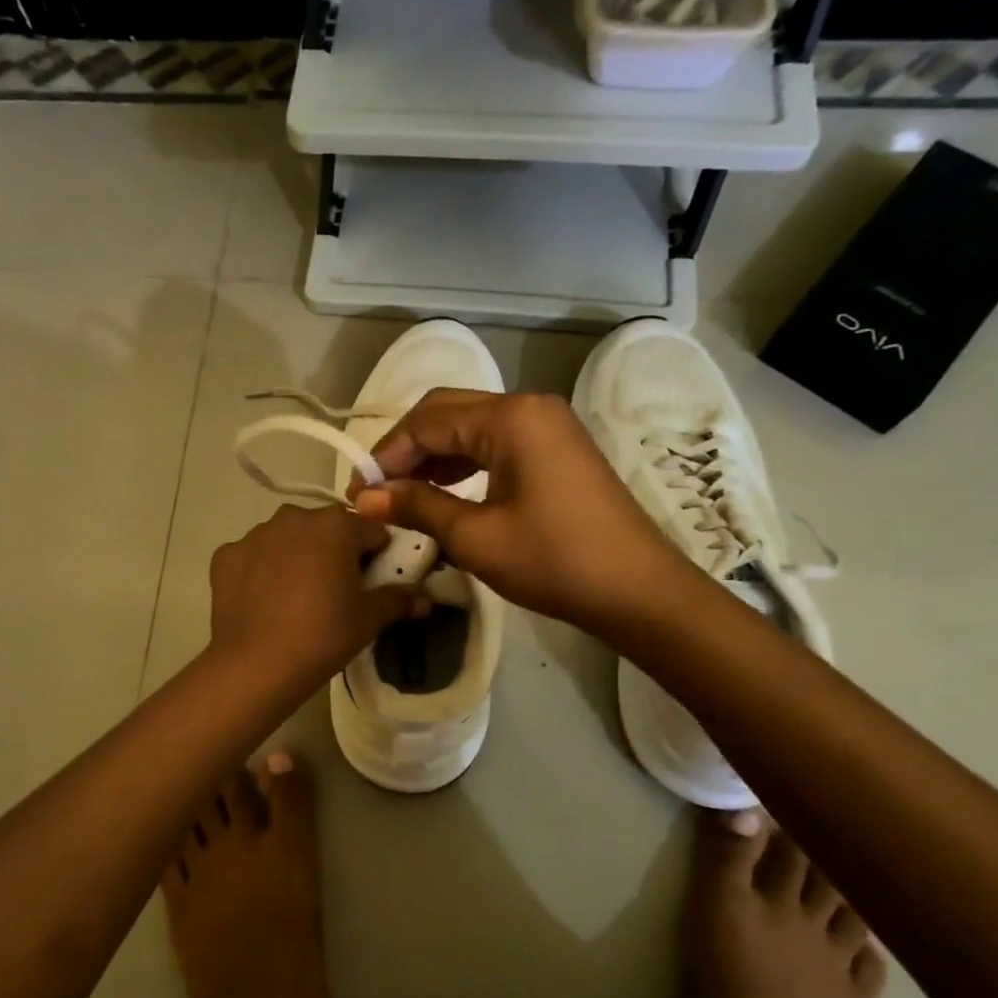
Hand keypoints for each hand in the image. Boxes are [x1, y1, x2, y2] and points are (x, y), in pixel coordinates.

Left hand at [208, 503, 418, 691]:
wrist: (256, 665)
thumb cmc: (323, 635)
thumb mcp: (369, 619)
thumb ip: (399, 599)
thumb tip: (424, 598)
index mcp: (336, 524)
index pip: (370, 531)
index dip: (377, 555)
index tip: (373, 581)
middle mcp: (294, 517)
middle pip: (326, 530)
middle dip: (334, 552)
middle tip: (336, 592)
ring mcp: (255, 534)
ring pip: (287, 539)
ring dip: (296, 557)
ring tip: (296, 598)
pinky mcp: (226, 555)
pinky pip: (253, 556)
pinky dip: (260, 571)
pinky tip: (263, 602)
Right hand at [351, 390, 686, 634]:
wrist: (638, 591)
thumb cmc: (554, 561)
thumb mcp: (475, 537)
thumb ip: (417, 507)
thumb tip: (365, 499)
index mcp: (510, 417)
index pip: (427, 421)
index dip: (386, 455)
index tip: (359, 494)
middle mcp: (528, 406)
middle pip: (447, 412)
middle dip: (406, 449)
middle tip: (377, 491)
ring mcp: (547, 425)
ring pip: (470, 427)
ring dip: (433, 456)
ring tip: (402, 495)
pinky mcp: (556, 448)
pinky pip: (495, 443)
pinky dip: (463, 463)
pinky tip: (443, 492)